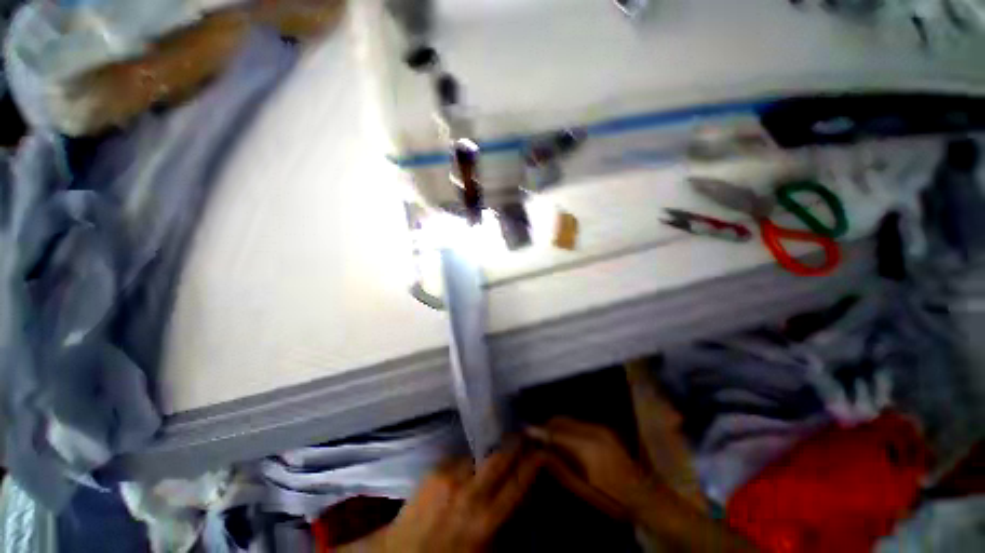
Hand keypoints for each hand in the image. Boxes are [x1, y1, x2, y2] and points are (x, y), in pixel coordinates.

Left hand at [360, 442, 544, 552]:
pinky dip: (466, 460)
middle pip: (500, 459)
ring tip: (496, 449)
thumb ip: (502, 522)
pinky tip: (467, 465)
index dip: (532, 464)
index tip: (542, 450)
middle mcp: (471, 494)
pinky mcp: (435, 471)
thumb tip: (519, 497)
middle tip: (524, 434)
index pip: (518, 484)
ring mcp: (451, 478)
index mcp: (486, 520)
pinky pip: (459, 457)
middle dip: (515, 444)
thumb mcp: (484, 549)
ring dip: (489, 453)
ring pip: (479, 455)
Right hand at [526, 418, 650, 519]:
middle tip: (535, 440)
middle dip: (546, 427)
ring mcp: (600, 428)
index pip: (556, 432)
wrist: (645, 496)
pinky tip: (565, 443)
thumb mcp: (583, 490)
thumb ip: (559, 468)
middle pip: (561, 420)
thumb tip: (539, 452)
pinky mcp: (604, 429)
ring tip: (548, 442)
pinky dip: (568, 429)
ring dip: (556, 427)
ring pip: (569, 420)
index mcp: (587, 447)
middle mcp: (593, 431)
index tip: (524, 432)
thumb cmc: (612, 499)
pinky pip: (578, 423)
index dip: (538, 431)